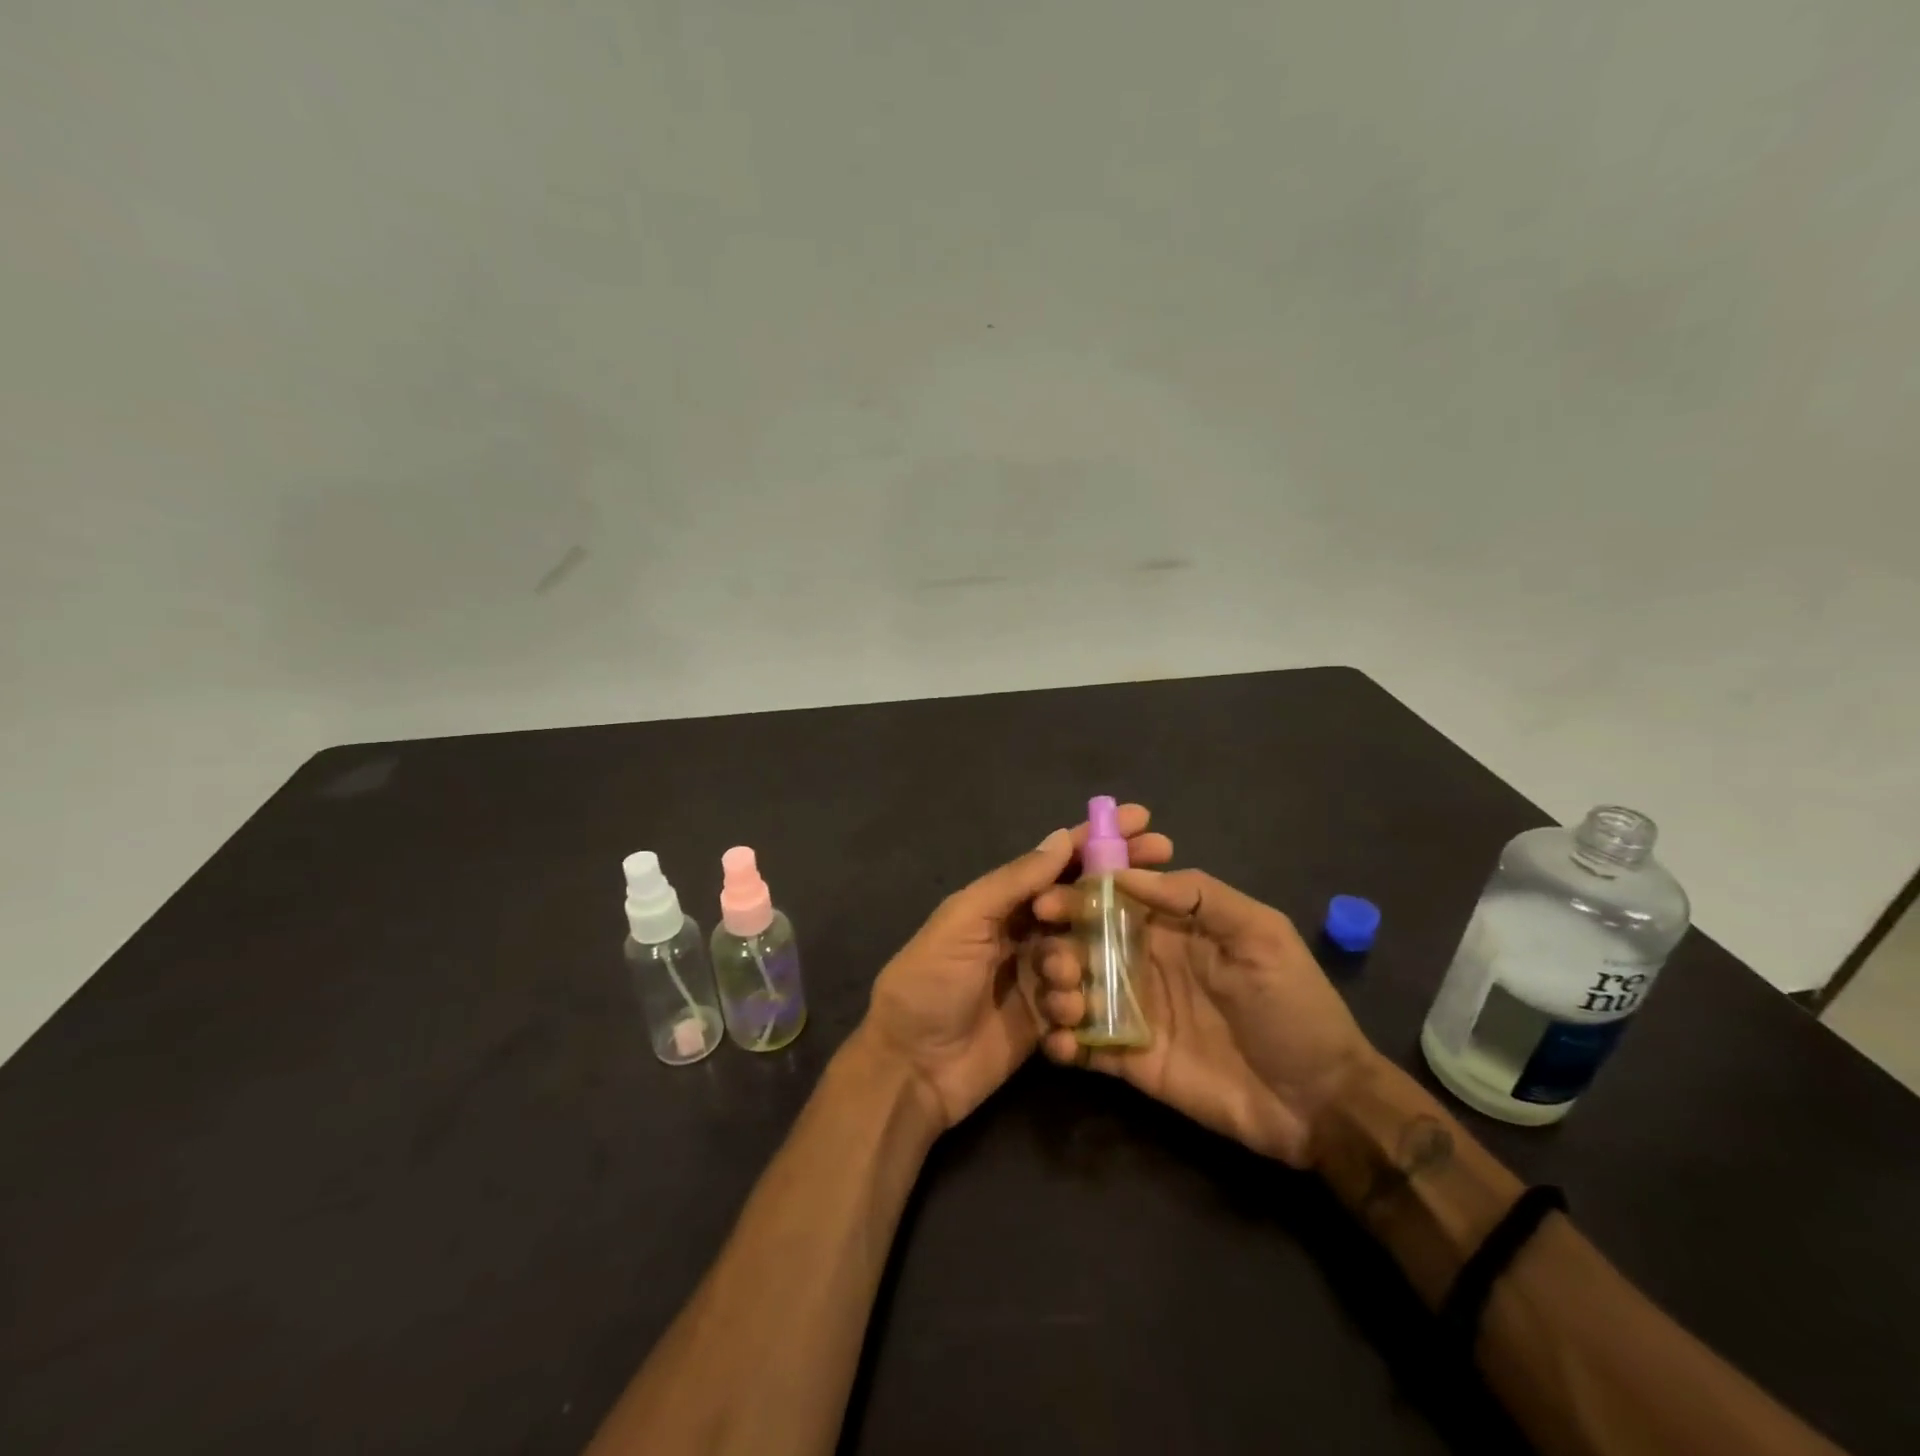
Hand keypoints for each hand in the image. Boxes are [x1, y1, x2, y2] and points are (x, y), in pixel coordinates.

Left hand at [862, 806, 1173, 1128]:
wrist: (910, 1068)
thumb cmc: (928, 982)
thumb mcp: (963, 921)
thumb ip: (1013, 882)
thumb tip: (1061, 838)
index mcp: (1003, 901)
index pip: (1059, 861)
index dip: (1099, 840)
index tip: (1144, 821)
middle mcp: (1026, 932)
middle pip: (1084, 903)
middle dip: (1120, 892)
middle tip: (1164, 875)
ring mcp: (1039, 976)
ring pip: (1087, 955)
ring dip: (1085, 964)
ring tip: (1057, 984)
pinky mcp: (1047, 1020)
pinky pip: (1081, 1004)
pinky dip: (1080, 1008)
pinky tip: (1065, 1022)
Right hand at [1033, 867, 1376, 1166]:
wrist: (1320, 1102)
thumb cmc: (1293, 1006)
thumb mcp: (1260, 936)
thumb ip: (1197, 896)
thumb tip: (1121, 875)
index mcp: (1169, 927)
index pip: (1110, 899)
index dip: (1076, 896)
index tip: (1046, 902)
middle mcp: (1142, 962)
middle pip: (1082, 943)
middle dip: (1058, 946)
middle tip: (1056, 963)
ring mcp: (1134, 1012)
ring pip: (1075, 990)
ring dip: (1056, 991)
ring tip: (1067, 1004)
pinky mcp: (1129, 1060)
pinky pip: (1084, 1046)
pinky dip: (1063, 1042)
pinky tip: (1062, 1044)